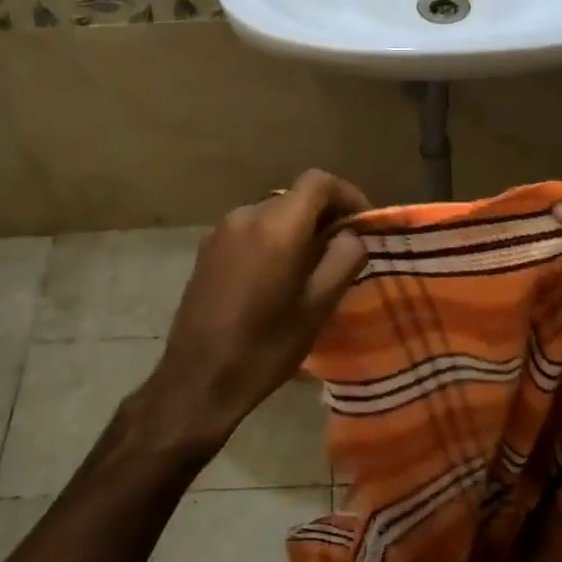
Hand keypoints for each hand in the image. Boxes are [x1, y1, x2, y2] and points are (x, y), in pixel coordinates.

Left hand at [136, 169, 370, 454]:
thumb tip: (350, 235)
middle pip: (295, 197)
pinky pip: (251, 231)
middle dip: (325, 217)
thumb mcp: (319, 306)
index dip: (348, 196)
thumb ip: (344, 259)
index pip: (318, 182)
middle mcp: (245, 216)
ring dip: (298, 230)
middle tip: (344, 252)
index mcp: (276, 227)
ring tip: (312, 268)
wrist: (198, 379)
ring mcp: (220, 232)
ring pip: (273, 214)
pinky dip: (273, 241)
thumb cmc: (266, 347)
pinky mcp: (207, 250)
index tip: (364, 226)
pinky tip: (278, 278)